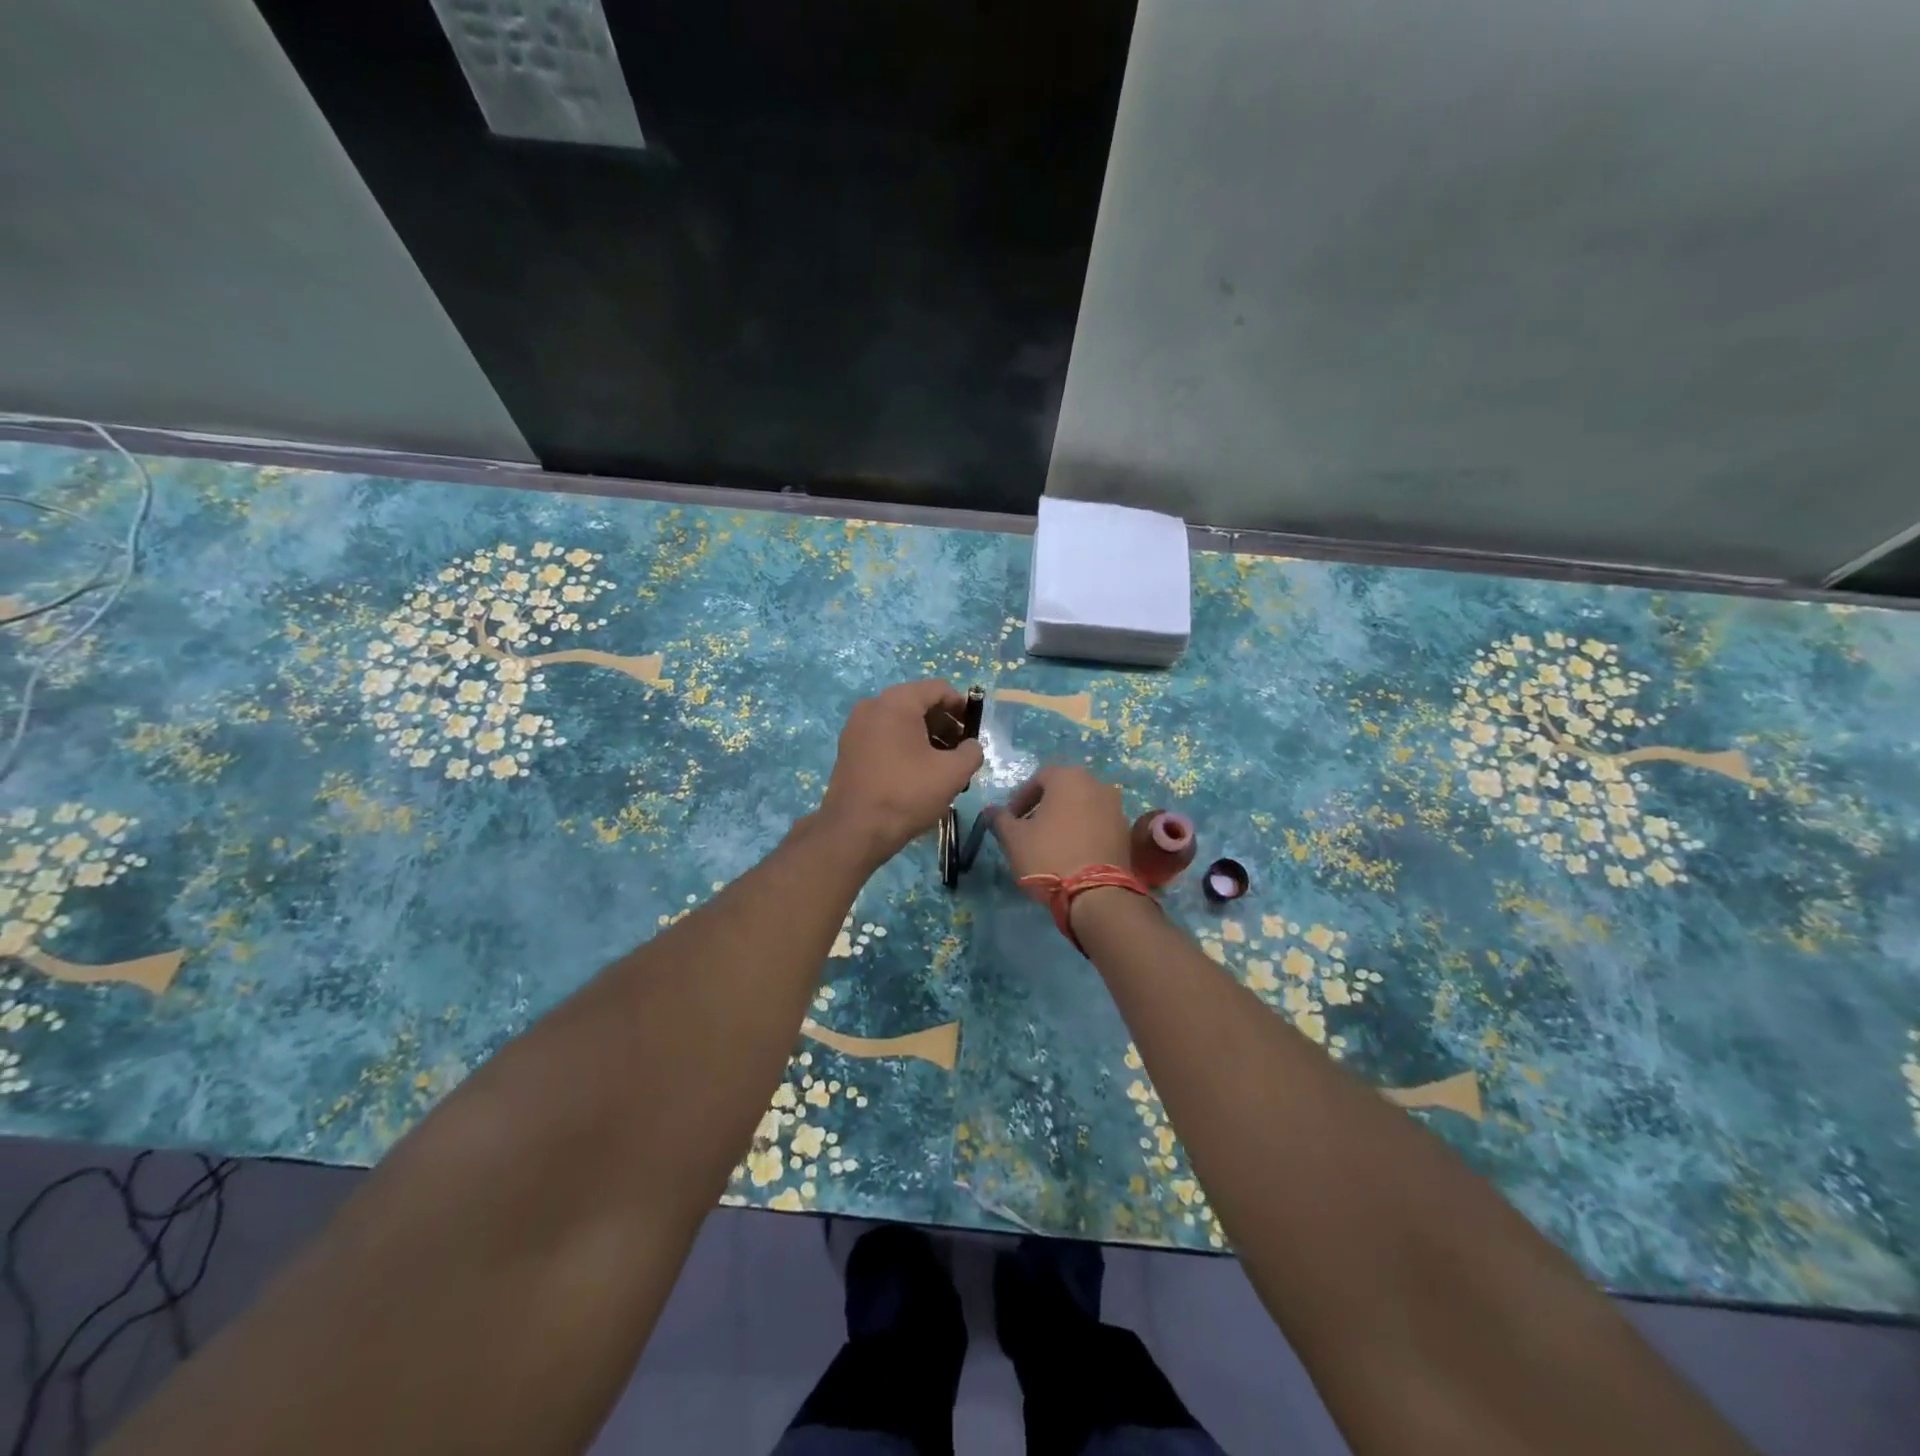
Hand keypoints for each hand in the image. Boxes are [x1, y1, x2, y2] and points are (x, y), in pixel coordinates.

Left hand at [818, 680, 983, 862]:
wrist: (854, 830)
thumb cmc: (907, 794)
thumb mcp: (952, 773)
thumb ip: (972, 752)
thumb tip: (971, 746)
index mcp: (897, 702)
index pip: (939, 689)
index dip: (962, 706)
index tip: (975, 730)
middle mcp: (872, 706)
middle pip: (918, 703)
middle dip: (945, 724)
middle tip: (961, 750)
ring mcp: (856, 728)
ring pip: (901, 722)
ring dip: (927, 737)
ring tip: (943, 765)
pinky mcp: (849, 749)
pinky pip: (884, 737)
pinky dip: (905, 746)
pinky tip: (918, 773)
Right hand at [989, 765, 1131, 884]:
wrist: (1097, 894)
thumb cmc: (1049, 856)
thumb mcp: (1014, 839)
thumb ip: (1000, 820)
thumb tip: (991, 811)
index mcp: (1069, 778)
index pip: (1039, 777)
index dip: (1021, 798)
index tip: (1010, 819)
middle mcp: (1097, 784)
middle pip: (1063, 790)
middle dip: (1043, 807)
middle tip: (1028, 829)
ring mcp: (1116, 808)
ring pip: (1082, 806)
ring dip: (1064, 819)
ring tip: (1049, 844)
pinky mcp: (1125, 832)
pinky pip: (1098, 824)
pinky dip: (1083, 832)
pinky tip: (1072, 854)